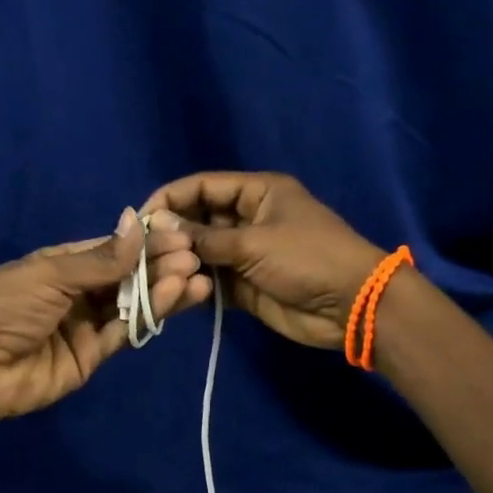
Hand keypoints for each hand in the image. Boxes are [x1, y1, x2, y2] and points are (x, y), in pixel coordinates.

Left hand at [0, 209, 210, 423]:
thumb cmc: (4, 307)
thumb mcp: (50, 274)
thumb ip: (100, 258)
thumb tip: (136, 223)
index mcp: (60, 264)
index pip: (110, 249)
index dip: (144, 243)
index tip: (179, 235)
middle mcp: (77, 291)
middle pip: (125, 276)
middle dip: (159, 265)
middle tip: (195, 257)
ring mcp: (86, 324)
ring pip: (132, 304)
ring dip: (163, 290)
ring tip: (196, 277)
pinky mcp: (93, 355)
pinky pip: (126, 332)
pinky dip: (151, 316)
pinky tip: (177, 297)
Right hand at [143, 172, 385, 350]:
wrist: (352, 306)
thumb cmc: (307, 259)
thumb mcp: (254, 242)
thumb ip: (204, 237)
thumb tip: (157, 226)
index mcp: (257, 192)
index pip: (202, 186)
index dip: (169, 199)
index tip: (139, 220)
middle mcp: (248, 218)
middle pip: (198, 218)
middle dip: (172, 233)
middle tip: (142, 252)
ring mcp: (247, 253)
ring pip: (202, 252)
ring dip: (182, 262)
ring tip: (156, 274)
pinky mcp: (246, 285)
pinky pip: (213, 280)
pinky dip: (196, 285)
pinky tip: (176, 291)